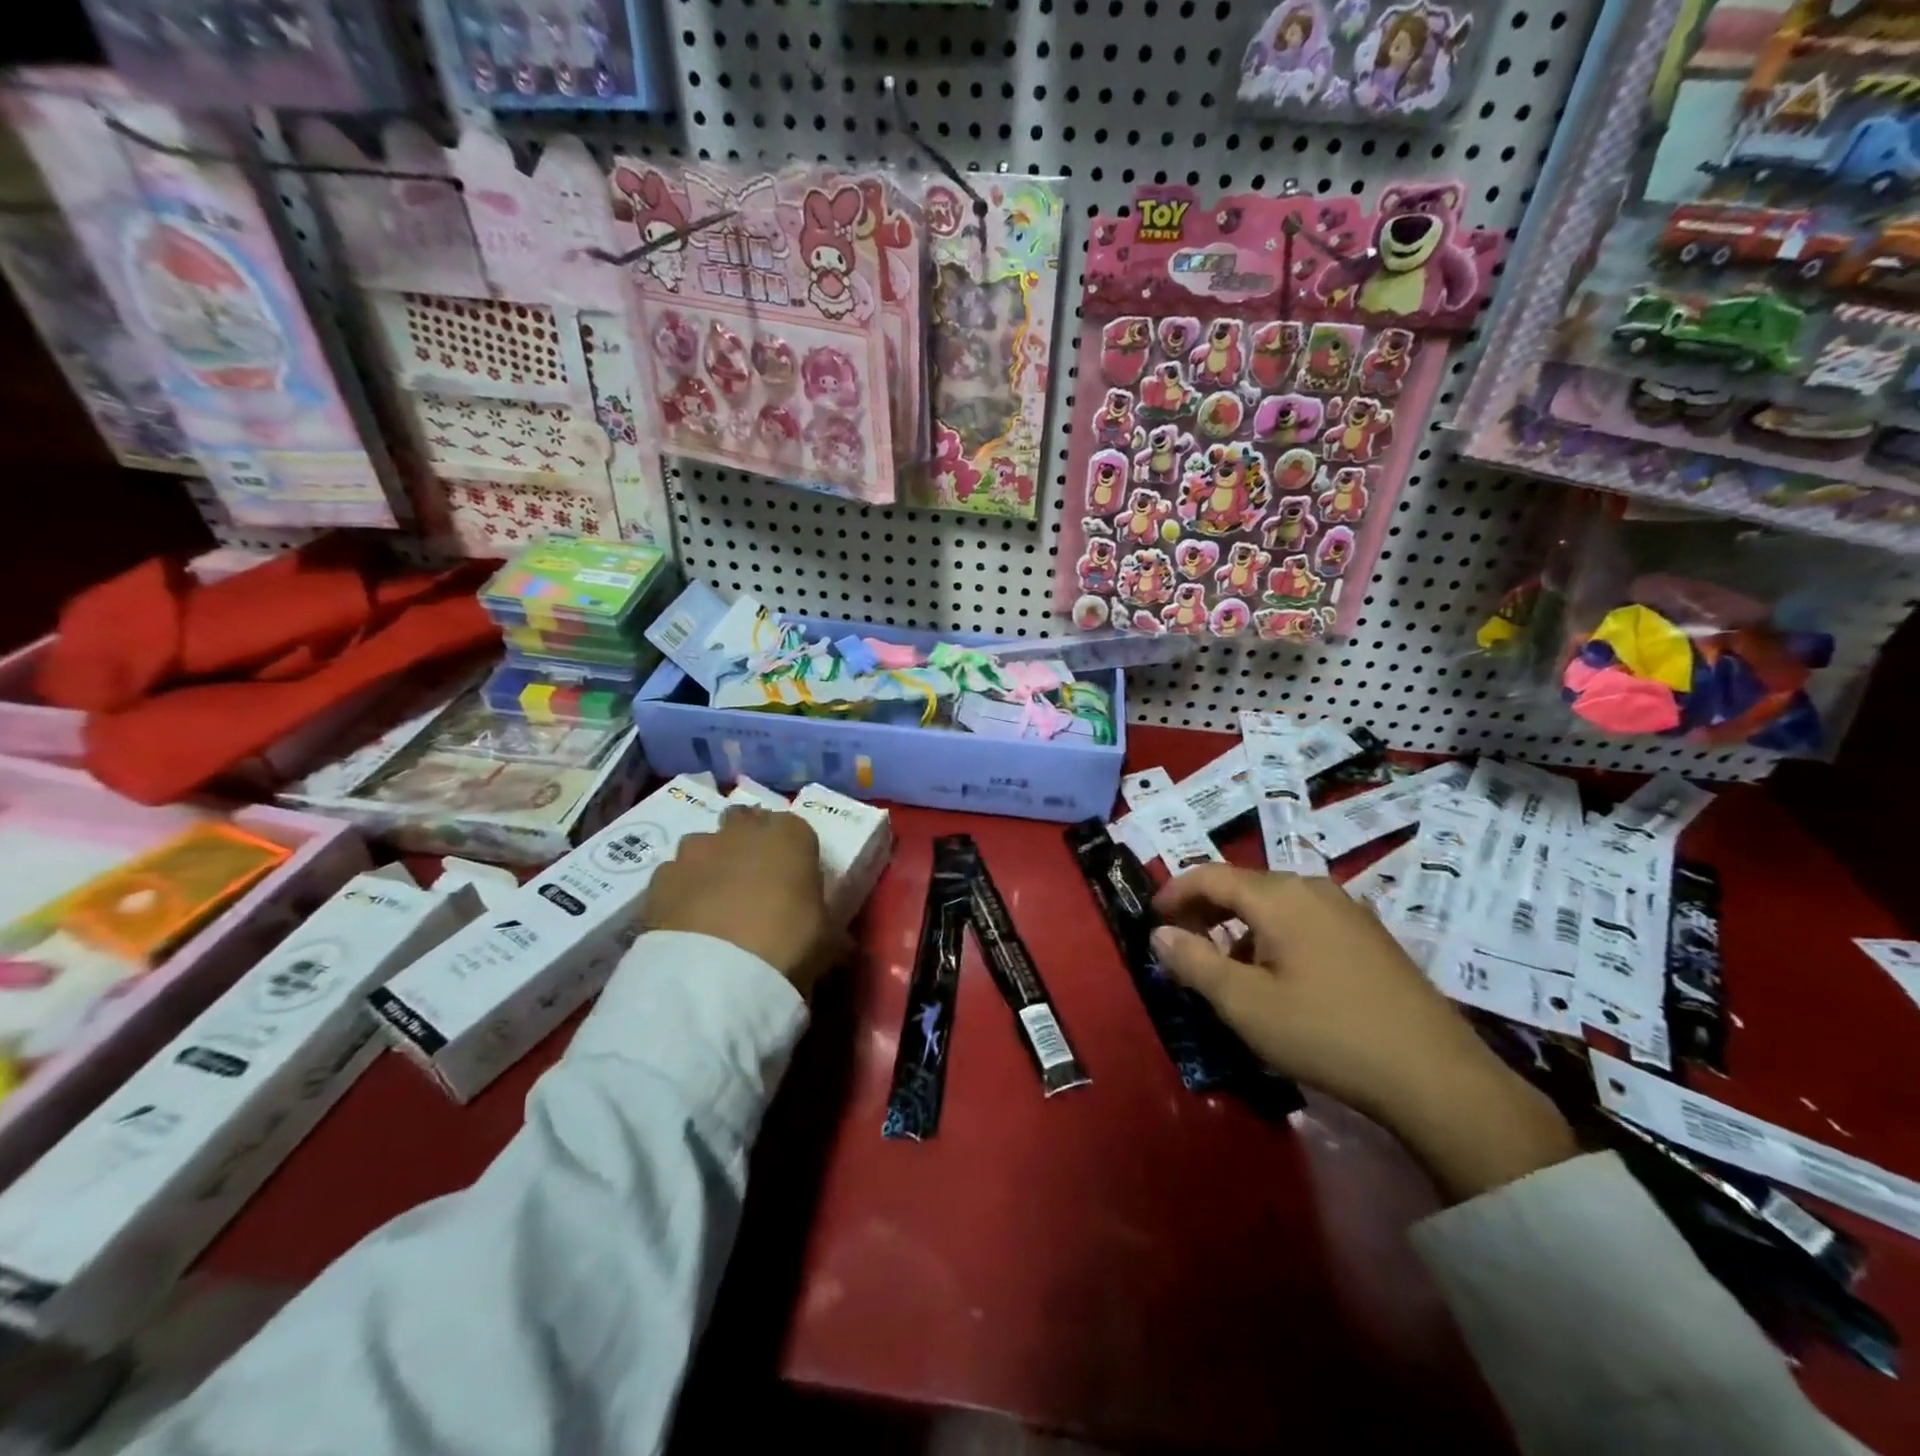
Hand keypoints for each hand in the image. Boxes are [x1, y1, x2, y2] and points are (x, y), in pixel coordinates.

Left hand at [642, 807, 837, 998]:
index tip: (793, 877)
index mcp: (790, 835)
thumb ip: (828, 926)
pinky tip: (686, 920)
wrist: (715, 975)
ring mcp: (696, 850)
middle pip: (745, 823)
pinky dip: (680, 891)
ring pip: (704, 846)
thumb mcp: (828, 940)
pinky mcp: (659, 877)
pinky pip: (673, 876)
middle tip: (753, 880)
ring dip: (710, 864)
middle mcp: (741, 830)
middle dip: (746, 843)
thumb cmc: (788, 944)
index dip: (793, 852)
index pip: (795, 828)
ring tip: (714, 903)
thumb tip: (841, 943)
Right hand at [1152, 865, 1576, 1201]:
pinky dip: (1274, 935)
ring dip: (1240, 925)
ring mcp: (1348, 910)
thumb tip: (1160, 934)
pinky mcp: (1371, 936)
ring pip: (1276, 903)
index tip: (1152, 917)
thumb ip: (1194, 962)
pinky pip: (1305, 920)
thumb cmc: (1325, 1032)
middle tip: (1182, 941)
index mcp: (1278, 895)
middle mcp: (1313, 888)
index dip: (1175, 892)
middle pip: (1244, 885)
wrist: (1435, 1075)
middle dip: (1206, 909)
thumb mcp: (1244, 1003)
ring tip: (1226, 966)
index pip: (1211, 876)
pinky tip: (1279, 976)